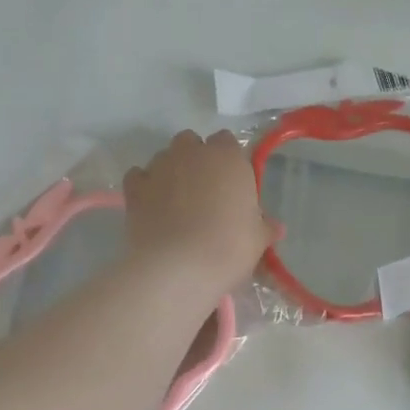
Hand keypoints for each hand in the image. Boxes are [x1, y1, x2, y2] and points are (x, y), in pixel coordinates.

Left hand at [123, 130, 275, 292]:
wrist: (178, 268)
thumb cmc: (228, 247)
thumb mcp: (257, 240)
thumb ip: (265, 227)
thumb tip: (275, 227)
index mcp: (227, 157)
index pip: (227, 142)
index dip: (228, 161)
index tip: (231, 185)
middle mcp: (191, 153)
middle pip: (192, 143)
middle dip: (196, 160)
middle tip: (204, 192)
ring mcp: (159, 167)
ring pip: (164, 157)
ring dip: (171, 172)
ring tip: (176, 203)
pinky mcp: (134, 187)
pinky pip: (138, 176)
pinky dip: (144, 186)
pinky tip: (152, 206)